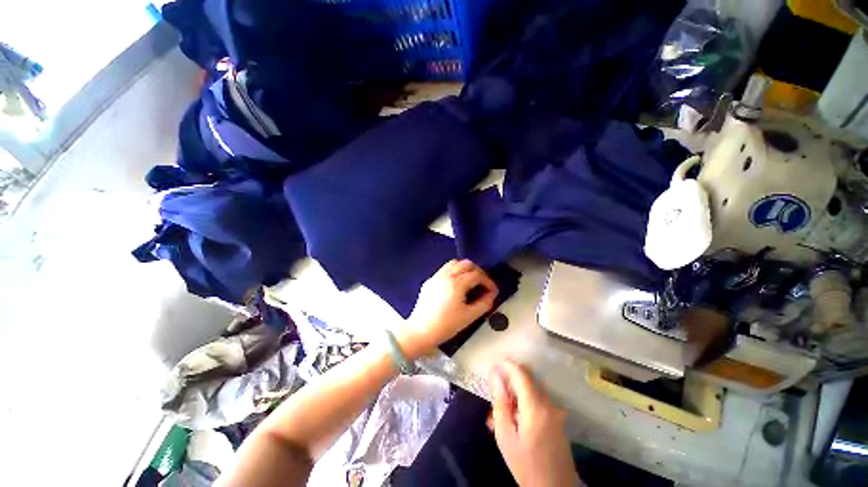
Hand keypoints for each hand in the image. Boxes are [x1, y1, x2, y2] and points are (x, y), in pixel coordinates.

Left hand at [398, 259, 497, 358]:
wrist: (420, 331)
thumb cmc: (445, 325)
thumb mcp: (469, 317)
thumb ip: (484, 304)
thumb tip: (490, 295)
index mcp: (456, 283)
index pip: (477, 275)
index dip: (488, 282)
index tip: (493, 291)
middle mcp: (446, 275)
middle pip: (466, 264)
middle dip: (479, 272)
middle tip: (483, 284)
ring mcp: (436, 277)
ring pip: (454, 263)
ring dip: (466, 268)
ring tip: (471, 281)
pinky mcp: (429, 281)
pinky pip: (444, 269)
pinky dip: (454, 271)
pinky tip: (456, 283)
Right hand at [490, 360, 580, 486]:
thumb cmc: (526, 464)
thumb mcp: (505, 435)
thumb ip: (500, 402)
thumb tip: (496, 375)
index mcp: (535, 406)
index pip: (521, 373)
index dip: (507, 365)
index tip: (495, 365)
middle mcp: (548, 404)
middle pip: (526, 381)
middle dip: (509, 383)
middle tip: (495, 397)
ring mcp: (555, 412)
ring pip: (531, 392)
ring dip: (515, 396)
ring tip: (500, 415)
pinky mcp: (557, 420)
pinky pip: (537, 403)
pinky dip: (523, 405)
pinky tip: (513, 422)